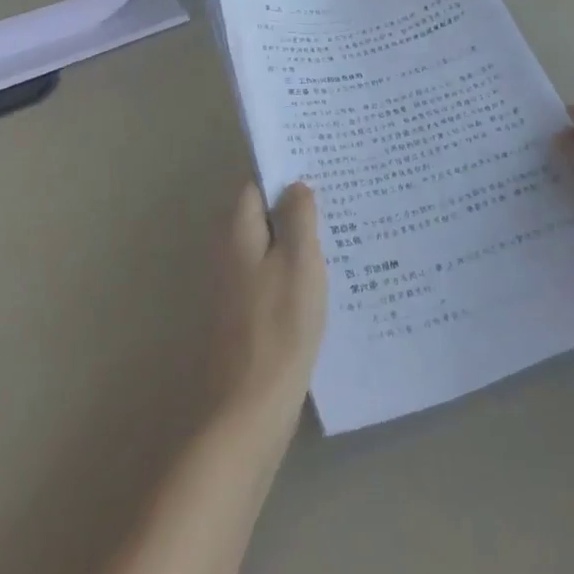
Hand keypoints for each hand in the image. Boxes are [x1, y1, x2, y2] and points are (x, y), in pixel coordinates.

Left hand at [212, 181, 326, 439]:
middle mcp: (230, 253)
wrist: (248, 409)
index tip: (320, 165)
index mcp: (238, 232)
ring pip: (272, 247)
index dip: (285, 173)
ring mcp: (237, 287)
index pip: (256, 184)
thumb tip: (295, 185)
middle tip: (340, 196)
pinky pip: (274, 276)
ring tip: (342, 230)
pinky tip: (327, 277)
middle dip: (296, 205)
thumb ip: (297, 218)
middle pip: (264, 215)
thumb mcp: (298, 262)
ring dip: (299, 239)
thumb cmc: (278, 327)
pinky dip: (296, 270)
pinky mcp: (248, 316)